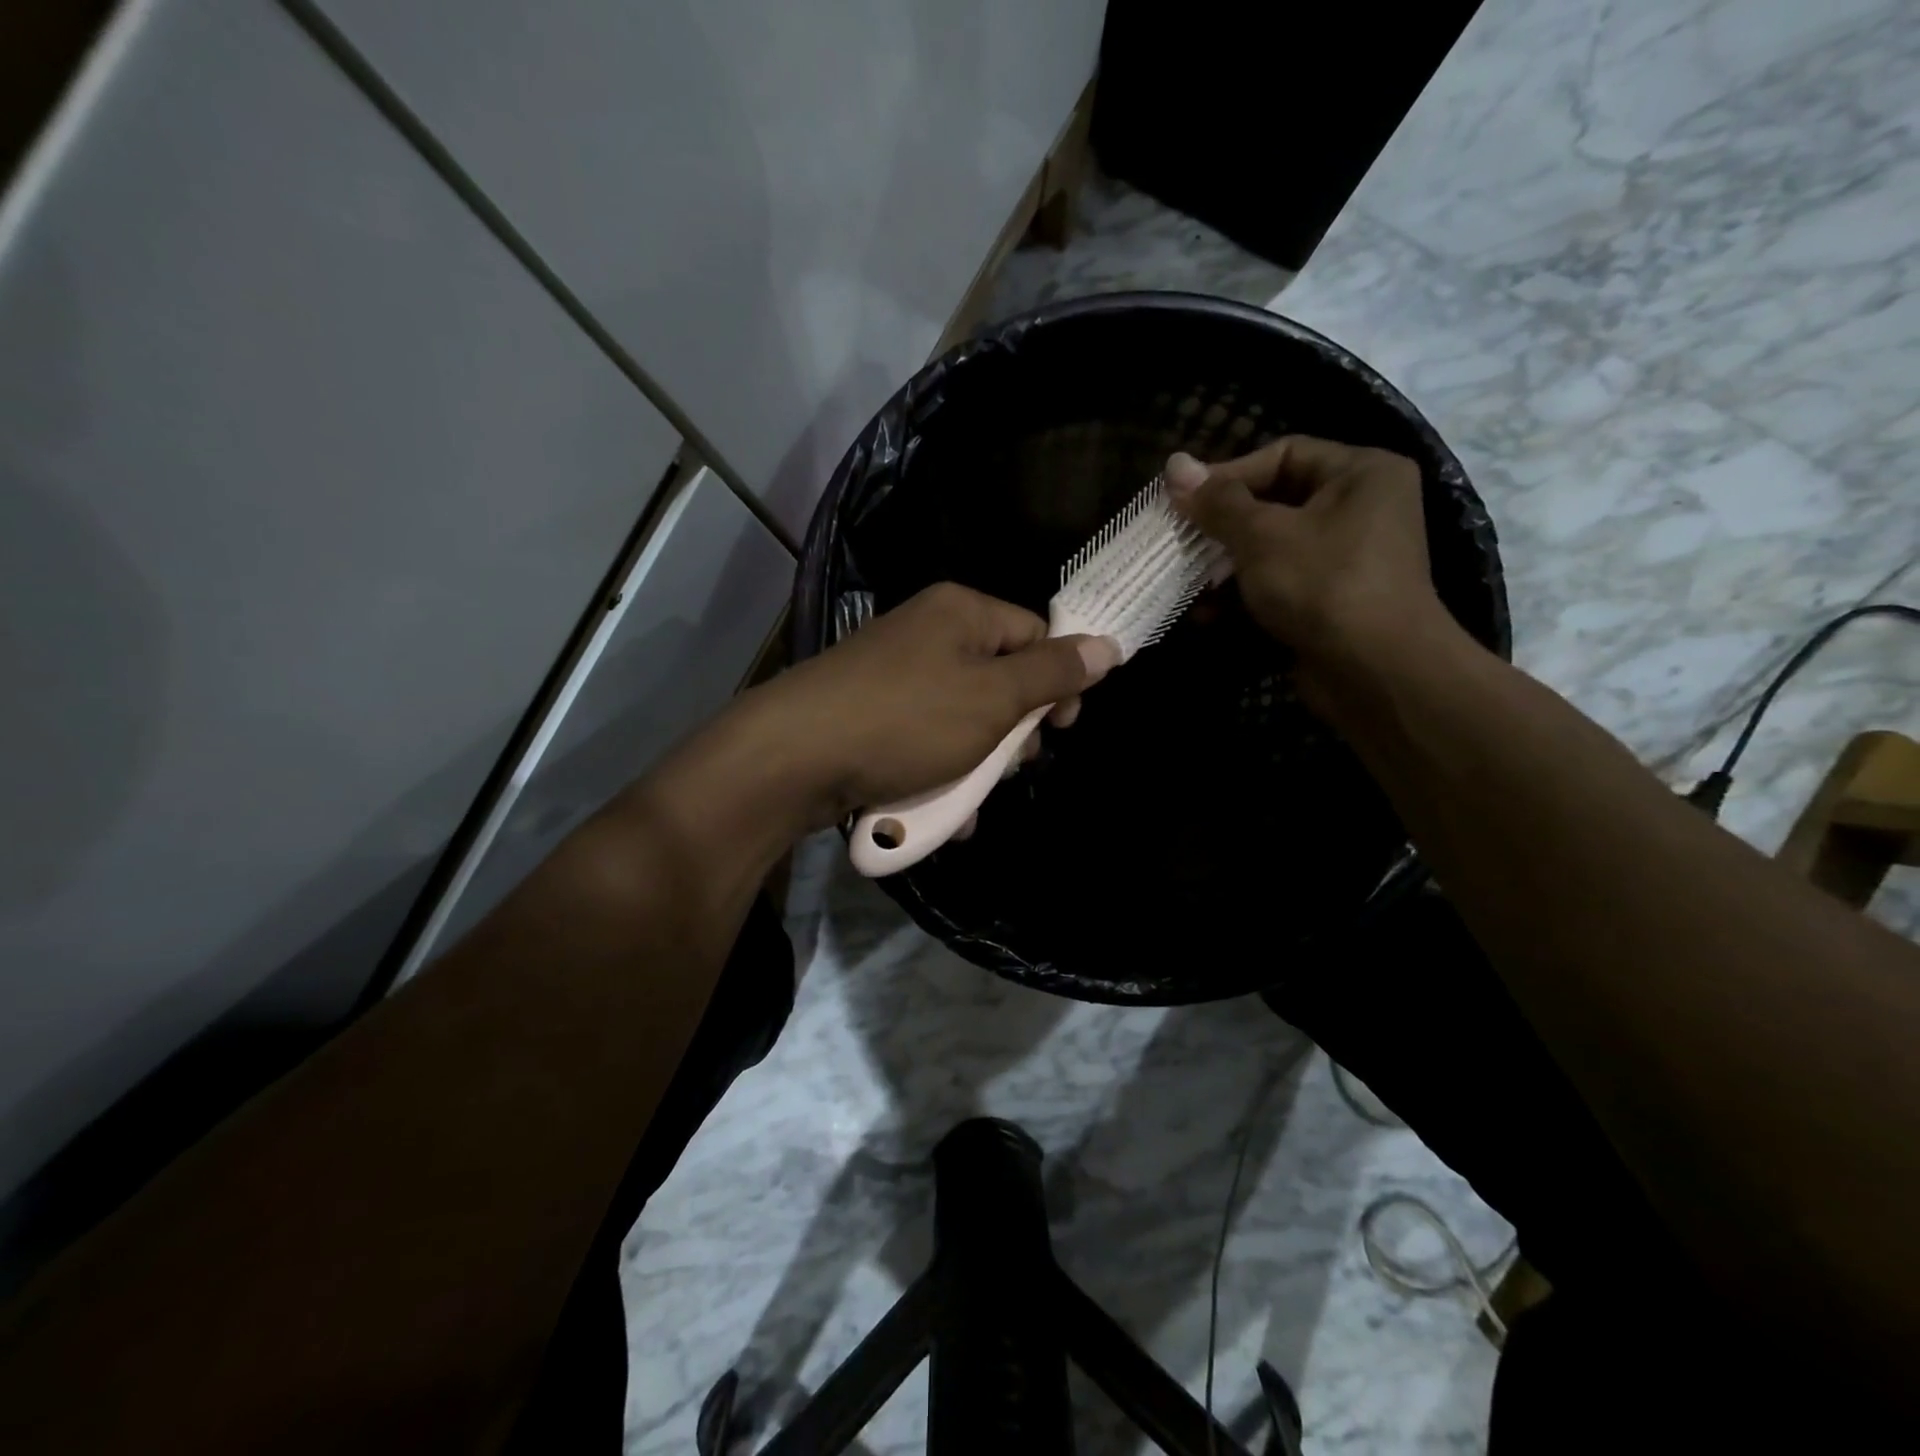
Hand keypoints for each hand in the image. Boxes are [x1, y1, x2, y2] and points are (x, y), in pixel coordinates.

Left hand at [736, 583, 1120, 831]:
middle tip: (1011, 767)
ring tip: (970, 801)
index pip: (1034, 633)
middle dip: (1012, 732)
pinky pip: (923, 741)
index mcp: (961, 612)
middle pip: (998, 679)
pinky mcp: (870, 716)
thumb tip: (1110, 645)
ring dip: (976, 766)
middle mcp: (927, 634)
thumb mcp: (993, 698)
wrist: (793, 757)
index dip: (1057, 680)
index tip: (1061, 727)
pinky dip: (937, 774)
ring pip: (962, 720)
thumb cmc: (907, 720)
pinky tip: (941, 813)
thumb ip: (1053, 673)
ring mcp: (894, 676)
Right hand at [1165, 437, 1461, 705]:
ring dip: (1224, 568)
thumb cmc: (1322, 583)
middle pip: (1274, 504)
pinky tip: (1205, 616)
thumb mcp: (1262, 535)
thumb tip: (1174, 464)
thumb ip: (1217, 502)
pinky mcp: (1329, 603)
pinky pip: (1278, 587)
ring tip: (1186, 581)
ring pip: (1270, 550)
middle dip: (1221, 528)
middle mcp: (1360, 509)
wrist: (1374, 671)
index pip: (1284, 454)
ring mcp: (1345, 560)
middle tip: (1179, 540)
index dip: (1228, 474)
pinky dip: (1242, 598)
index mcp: (1360, 473)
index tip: (1183, 499)